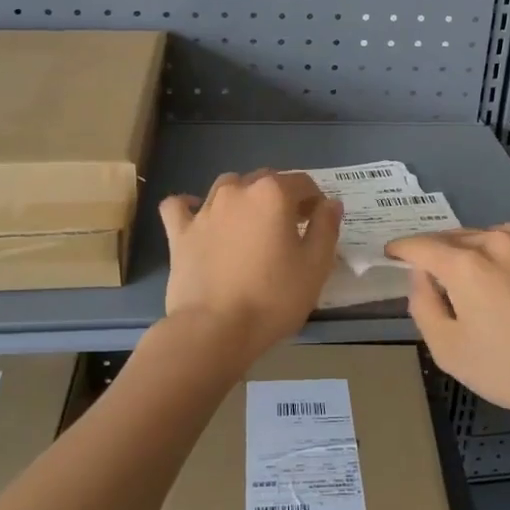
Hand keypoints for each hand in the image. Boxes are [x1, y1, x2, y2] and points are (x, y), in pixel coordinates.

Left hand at [159, 171, 341, 365]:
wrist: (214, 329)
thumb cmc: (272, 298)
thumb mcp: (315, 266)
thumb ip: (326, 228)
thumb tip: (330, 203)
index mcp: (273, 194)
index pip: (303, 183)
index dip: (315, 201)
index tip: (318, 224)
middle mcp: (238, 191)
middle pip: (266, 180)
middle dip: (282, 196)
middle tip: (290, 228)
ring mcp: (205, 209)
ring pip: (227, 186)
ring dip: (243, 196)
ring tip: (251, 224)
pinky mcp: (180, 232)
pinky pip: (179, 206)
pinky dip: (189, 206)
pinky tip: (198, 216)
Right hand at [388, 224, 509, 430]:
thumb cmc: (509, 369)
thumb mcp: (448, 348)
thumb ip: (423, 305)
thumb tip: (421, 277)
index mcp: (465, 264)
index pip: (421, 246)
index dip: (401, 249)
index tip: (391, 254)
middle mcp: (494, 241)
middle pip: (452, 238)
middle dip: (435, 252)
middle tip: (427, 274)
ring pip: (482, 237)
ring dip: (467, 250)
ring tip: (466, 276)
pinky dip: (495, 252)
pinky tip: (501, 276)